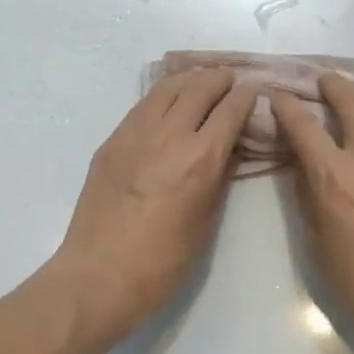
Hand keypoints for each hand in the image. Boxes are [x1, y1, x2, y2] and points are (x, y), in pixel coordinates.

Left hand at [49, 68, 260, 349]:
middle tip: (230, 79)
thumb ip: (219, 178)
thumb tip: (228, 149)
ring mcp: (135, 134)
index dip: (246, 95)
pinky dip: (162, 95)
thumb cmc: (162, 262)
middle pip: (199, 88)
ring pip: (167, 88)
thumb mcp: (205, 222)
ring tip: (200, 80)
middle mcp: (169, 135)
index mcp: (200, 158)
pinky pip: (142, 106)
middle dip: (219, 79)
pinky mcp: (112, 141)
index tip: (254, 88)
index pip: (230, 110)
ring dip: (189, 79)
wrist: (99, 275)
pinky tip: (168, 101)